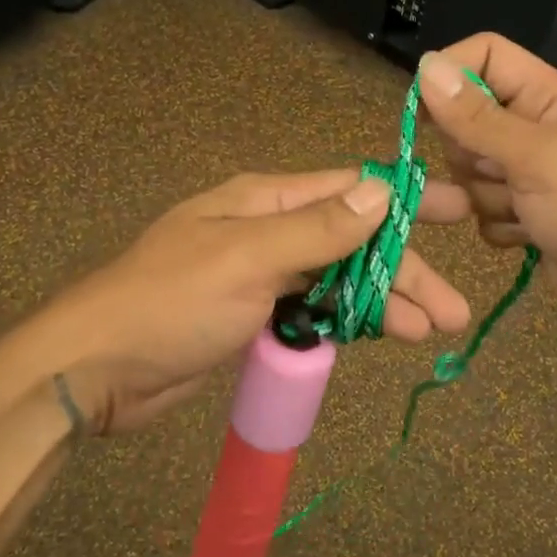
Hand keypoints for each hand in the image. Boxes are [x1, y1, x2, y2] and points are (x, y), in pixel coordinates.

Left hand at [0, 171, 472, 436]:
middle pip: (353, 241)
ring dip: (384, 302)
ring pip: (339, 280)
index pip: (350, 188)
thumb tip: (379, 192)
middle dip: (404, 270)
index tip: (459, 209)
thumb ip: (317, 229)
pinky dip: (349, 321)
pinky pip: (316, 310)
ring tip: (431, 331)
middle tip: (454, 308)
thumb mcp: (247, 258)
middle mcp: (269, 230)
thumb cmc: (171, 302)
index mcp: (266, 201)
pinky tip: (381, 336)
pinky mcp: (255, 316)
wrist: (97, 368)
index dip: (406, 199)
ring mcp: (262, 275)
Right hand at [417, 35, 556, 350]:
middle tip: (501, 174)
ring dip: (486, 197)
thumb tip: (426, 64)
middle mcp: (536, 128)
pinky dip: (498, 226)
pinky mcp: (526, 214)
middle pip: (467, 119)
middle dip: (470, 154)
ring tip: (525, 213)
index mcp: (548, 97)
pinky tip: (528, 238)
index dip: (450, 76)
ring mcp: (530, 174)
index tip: (421, 113)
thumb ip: (477, 117)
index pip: (485, 56)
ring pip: (470, 171)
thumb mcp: (537, 159)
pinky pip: (483, 209)